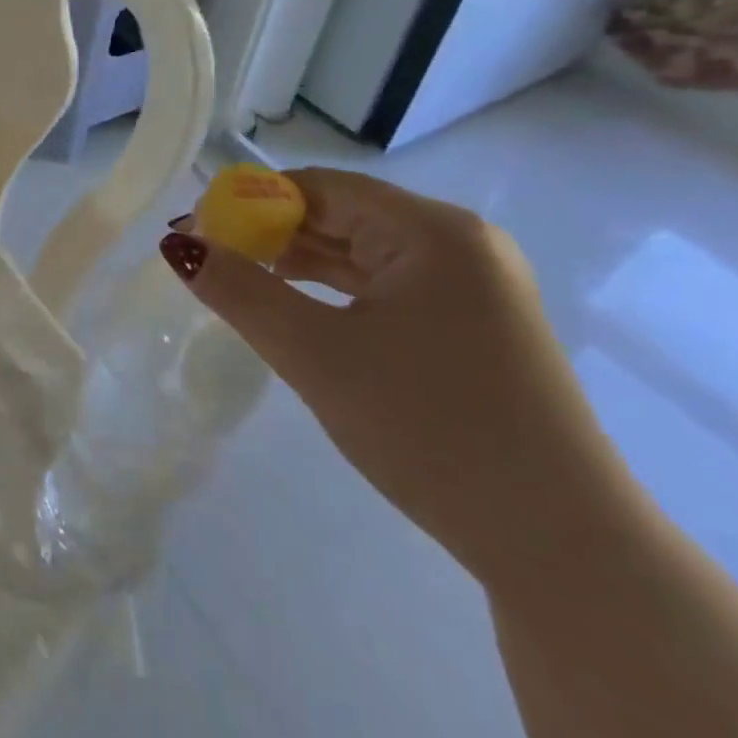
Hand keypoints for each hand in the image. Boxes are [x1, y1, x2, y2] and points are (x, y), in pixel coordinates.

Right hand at [161, 169, 641, 586]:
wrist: (562, 549)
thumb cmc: (430, 430)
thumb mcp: (315, 354)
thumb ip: (239, 290)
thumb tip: (175, 243)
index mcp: (433, 231)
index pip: (318, 188)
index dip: (248, 203)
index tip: (194, 232)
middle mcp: (460, 244)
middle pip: (341, 215)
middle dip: (270, 234)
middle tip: (207, 261)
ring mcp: (474, 286)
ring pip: (362, 253)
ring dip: (298, 263)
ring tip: (239, 282)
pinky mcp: (475, 325)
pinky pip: (387, 286)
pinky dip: (335, 292)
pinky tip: (297, 309)